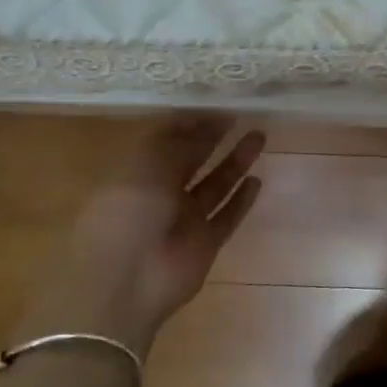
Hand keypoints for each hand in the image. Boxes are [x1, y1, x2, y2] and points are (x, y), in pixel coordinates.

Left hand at [60, 120, 265, 353]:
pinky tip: (258, 180)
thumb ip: (178, 142)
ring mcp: (184, 220)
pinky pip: (227, 217)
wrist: (126, 282)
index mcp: (137, 172)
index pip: (168, 140)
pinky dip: (241, 200)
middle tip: (243, 115)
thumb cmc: (128, 213)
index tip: (219, 104)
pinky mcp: (205, 243)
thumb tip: (205, 120)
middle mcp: (160, 194)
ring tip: (259, 137)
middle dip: (215, 138)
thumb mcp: (146, 165)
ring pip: (215, 185)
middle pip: (193, 160)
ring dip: (235, 162)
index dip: (192, 122)